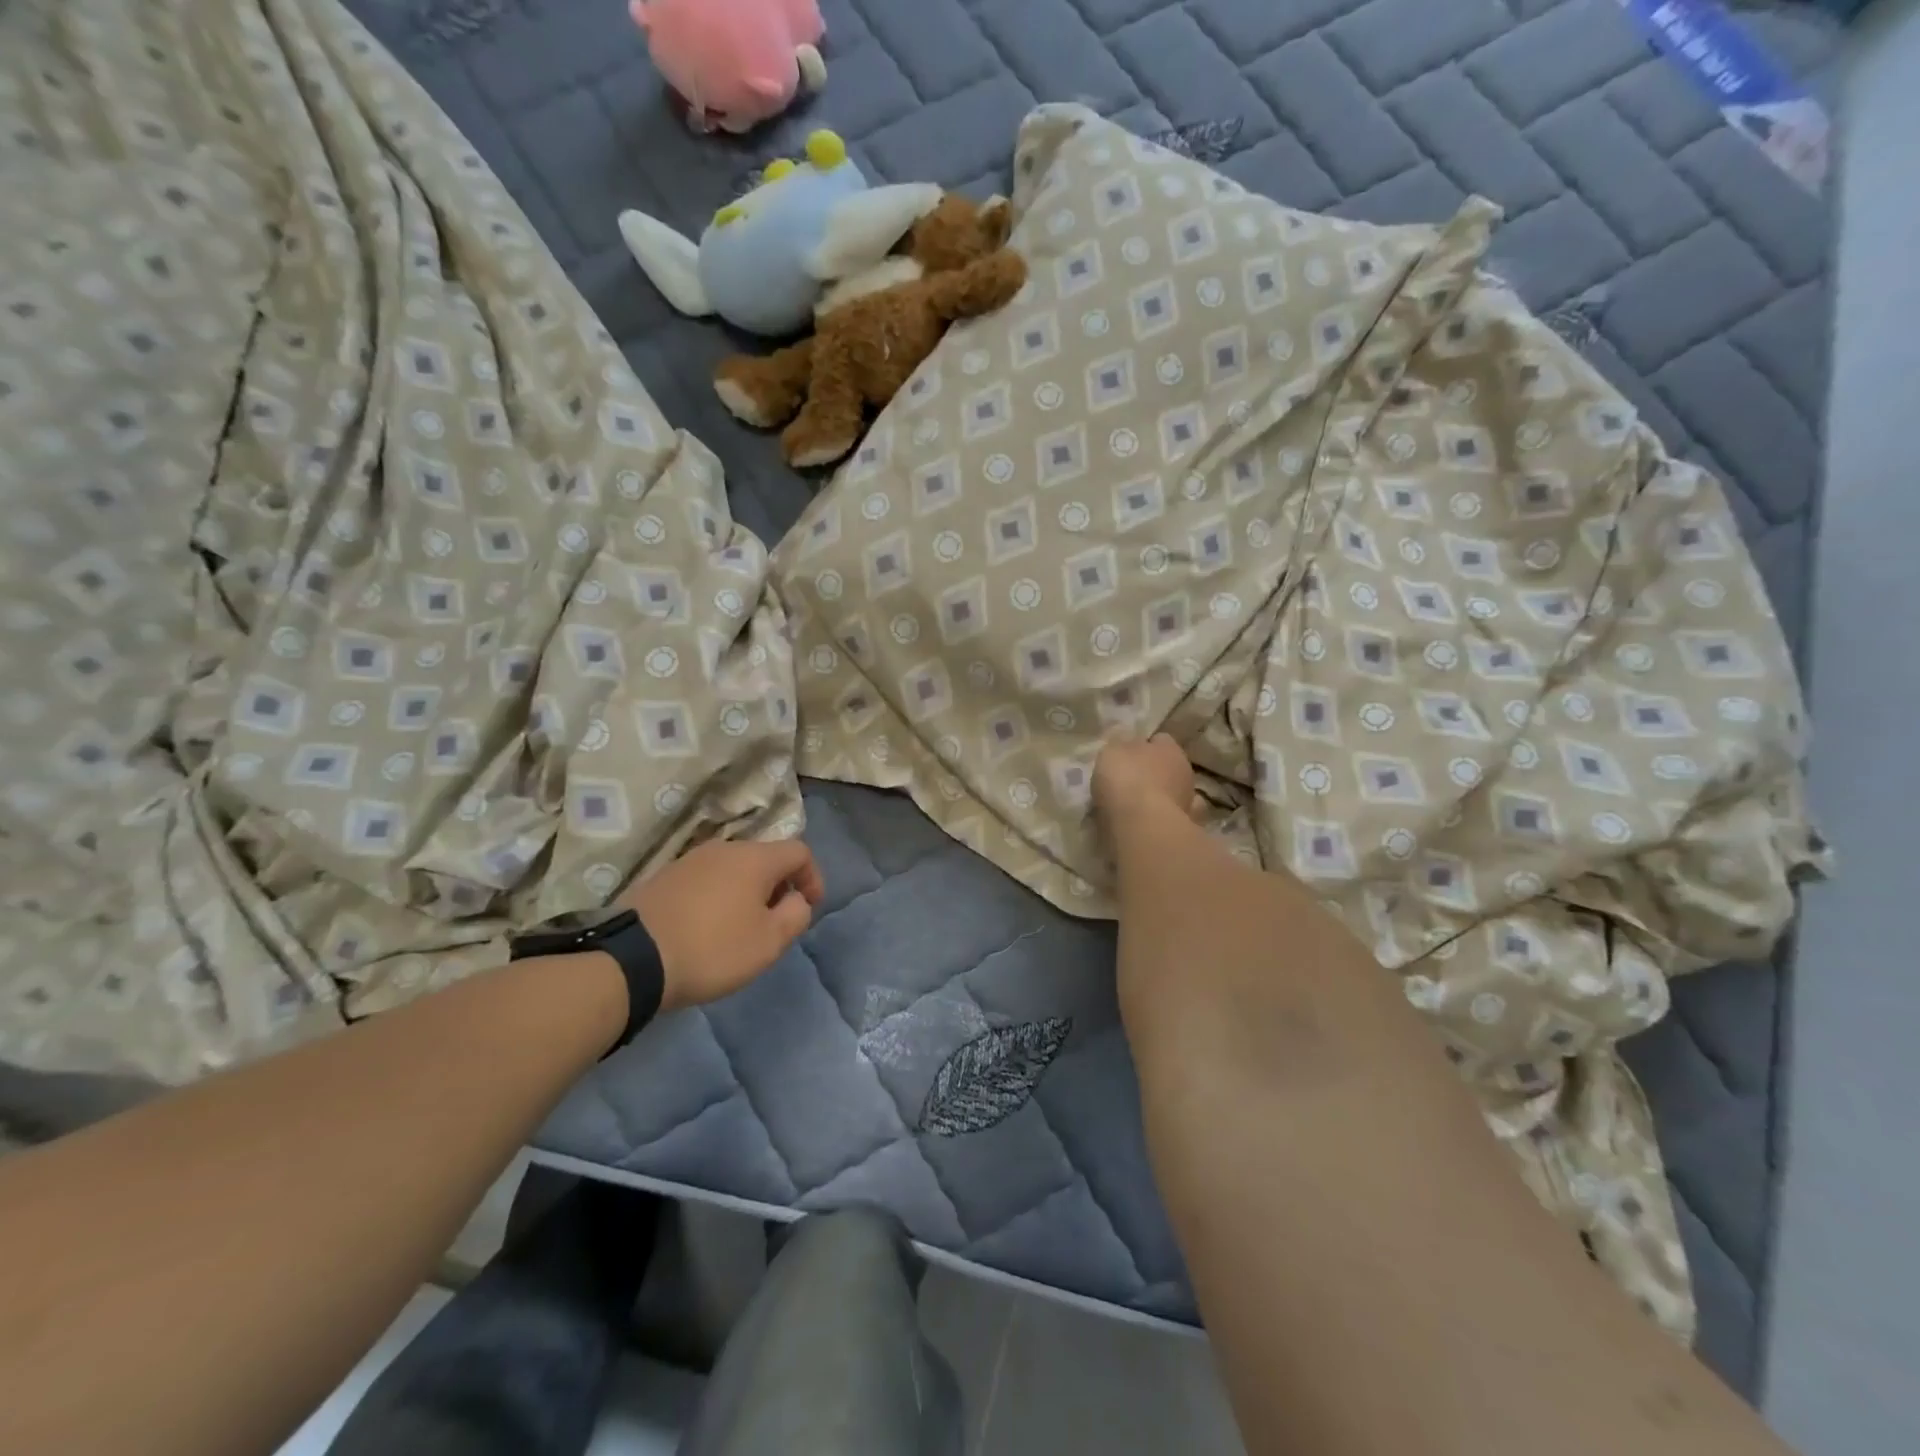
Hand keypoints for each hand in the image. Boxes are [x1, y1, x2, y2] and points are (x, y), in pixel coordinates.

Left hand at [624, 838, 824, 1011]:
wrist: (632, 958)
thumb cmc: (712, 948)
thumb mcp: (769, 942)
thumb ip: (795, 915)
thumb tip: (796, 899)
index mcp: (755, 858)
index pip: (799, 851)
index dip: (813, 877)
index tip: (810, 908)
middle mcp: (724, 848)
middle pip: (765, 858)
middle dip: (779, 886)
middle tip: (777, 921)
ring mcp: (690, 860)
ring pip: (734, 868)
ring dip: (747, 892)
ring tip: (742, 927)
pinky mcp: (664, 877)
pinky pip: (706, 880)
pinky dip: (719, 897)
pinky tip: (708, 927)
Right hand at [1092, 734, 1195, 826]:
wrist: (1143, 827)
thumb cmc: (1126, 780)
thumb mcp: (1112, 752)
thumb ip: (1120, 746)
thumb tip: (1126, 744)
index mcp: (1169, 748)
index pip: (1160, 740)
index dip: (1144, 745)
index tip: (1127, 755)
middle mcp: (1185, 771)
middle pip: (1169, 768)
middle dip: (1154, 773)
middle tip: (1130, 782)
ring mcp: (1189, 802)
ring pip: (1175, 794)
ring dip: (1161, 797)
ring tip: (1138, 807)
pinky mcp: (1186, 828)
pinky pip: (1173, 818)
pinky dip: (1164, 818)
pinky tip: (1149, 823)